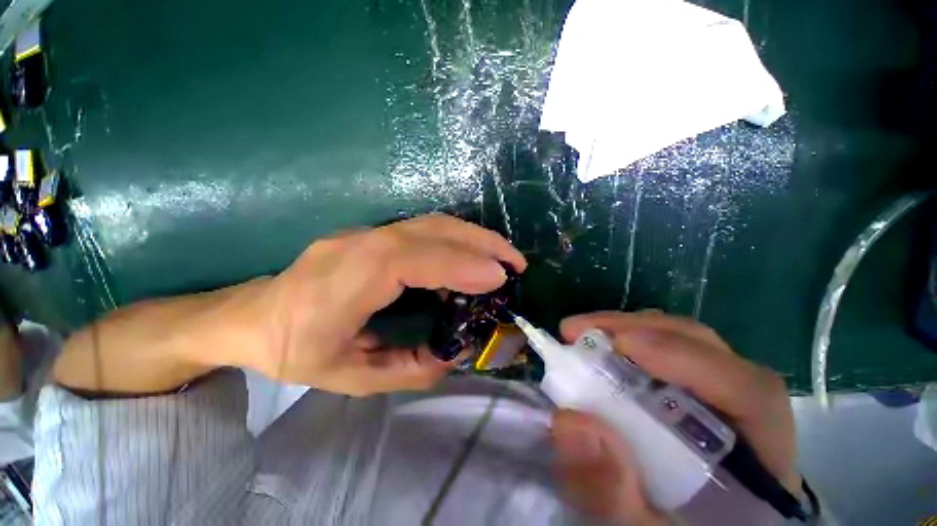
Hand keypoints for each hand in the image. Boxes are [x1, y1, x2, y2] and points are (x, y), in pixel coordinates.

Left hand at [241, 214, 526, 395]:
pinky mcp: (373, 234)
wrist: (253, 317)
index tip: (499, 278)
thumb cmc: (296, 351)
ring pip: (431, 223)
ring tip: (502, 257)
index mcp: (346, 281)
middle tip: (516, 261)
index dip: (459, 264)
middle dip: (481, 241)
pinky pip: (423, 230)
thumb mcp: (351, 377)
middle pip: (429, 228)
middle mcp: (359, 244)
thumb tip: (456, 351)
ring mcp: (365, 233)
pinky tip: (471, 258)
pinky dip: (457, 240)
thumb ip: (409, 368)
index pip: (411, 258)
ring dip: (473, 236)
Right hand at [553, 311, 799, 518]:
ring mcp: (718, 405)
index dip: (685, 357)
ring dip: (629, 331)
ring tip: (582, 334)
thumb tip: (569, 422)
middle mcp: (746, 421)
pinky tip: (597, 351)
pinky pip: (662, 359)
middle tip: (580, 330)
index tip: (618, 343)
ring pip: (684, 346)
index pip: (750, 392)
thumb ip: (612, 495)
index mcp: (759, 465)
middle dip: (639, 330)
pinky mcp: (690, 400)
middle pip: (709, 351)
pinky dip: (627, 347)